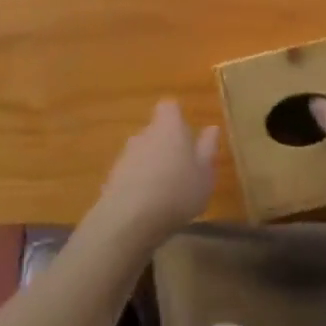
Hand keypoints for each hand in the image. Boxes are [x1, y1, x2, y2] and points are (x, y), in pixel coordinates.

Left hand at [91, 100, 219, 248]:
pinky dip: (140, 183)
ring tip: (167, 192)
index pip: (170, 107)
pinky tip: (149, 206)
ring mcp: (126, 154)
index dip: (178, 117)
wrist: (129, 218)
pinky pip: (132, 173)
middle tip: (182, 170)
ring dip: (153, 165)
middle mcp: (145, 133)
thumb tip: (212, 128)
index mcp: (169, 126)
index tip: (187, 135)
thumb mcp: (204, 173)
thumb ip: (208, 149)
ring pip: (143, 152)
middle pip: (156, 130)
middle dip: (167, 145)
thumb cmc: (177, 191)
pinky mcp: (113, 176)